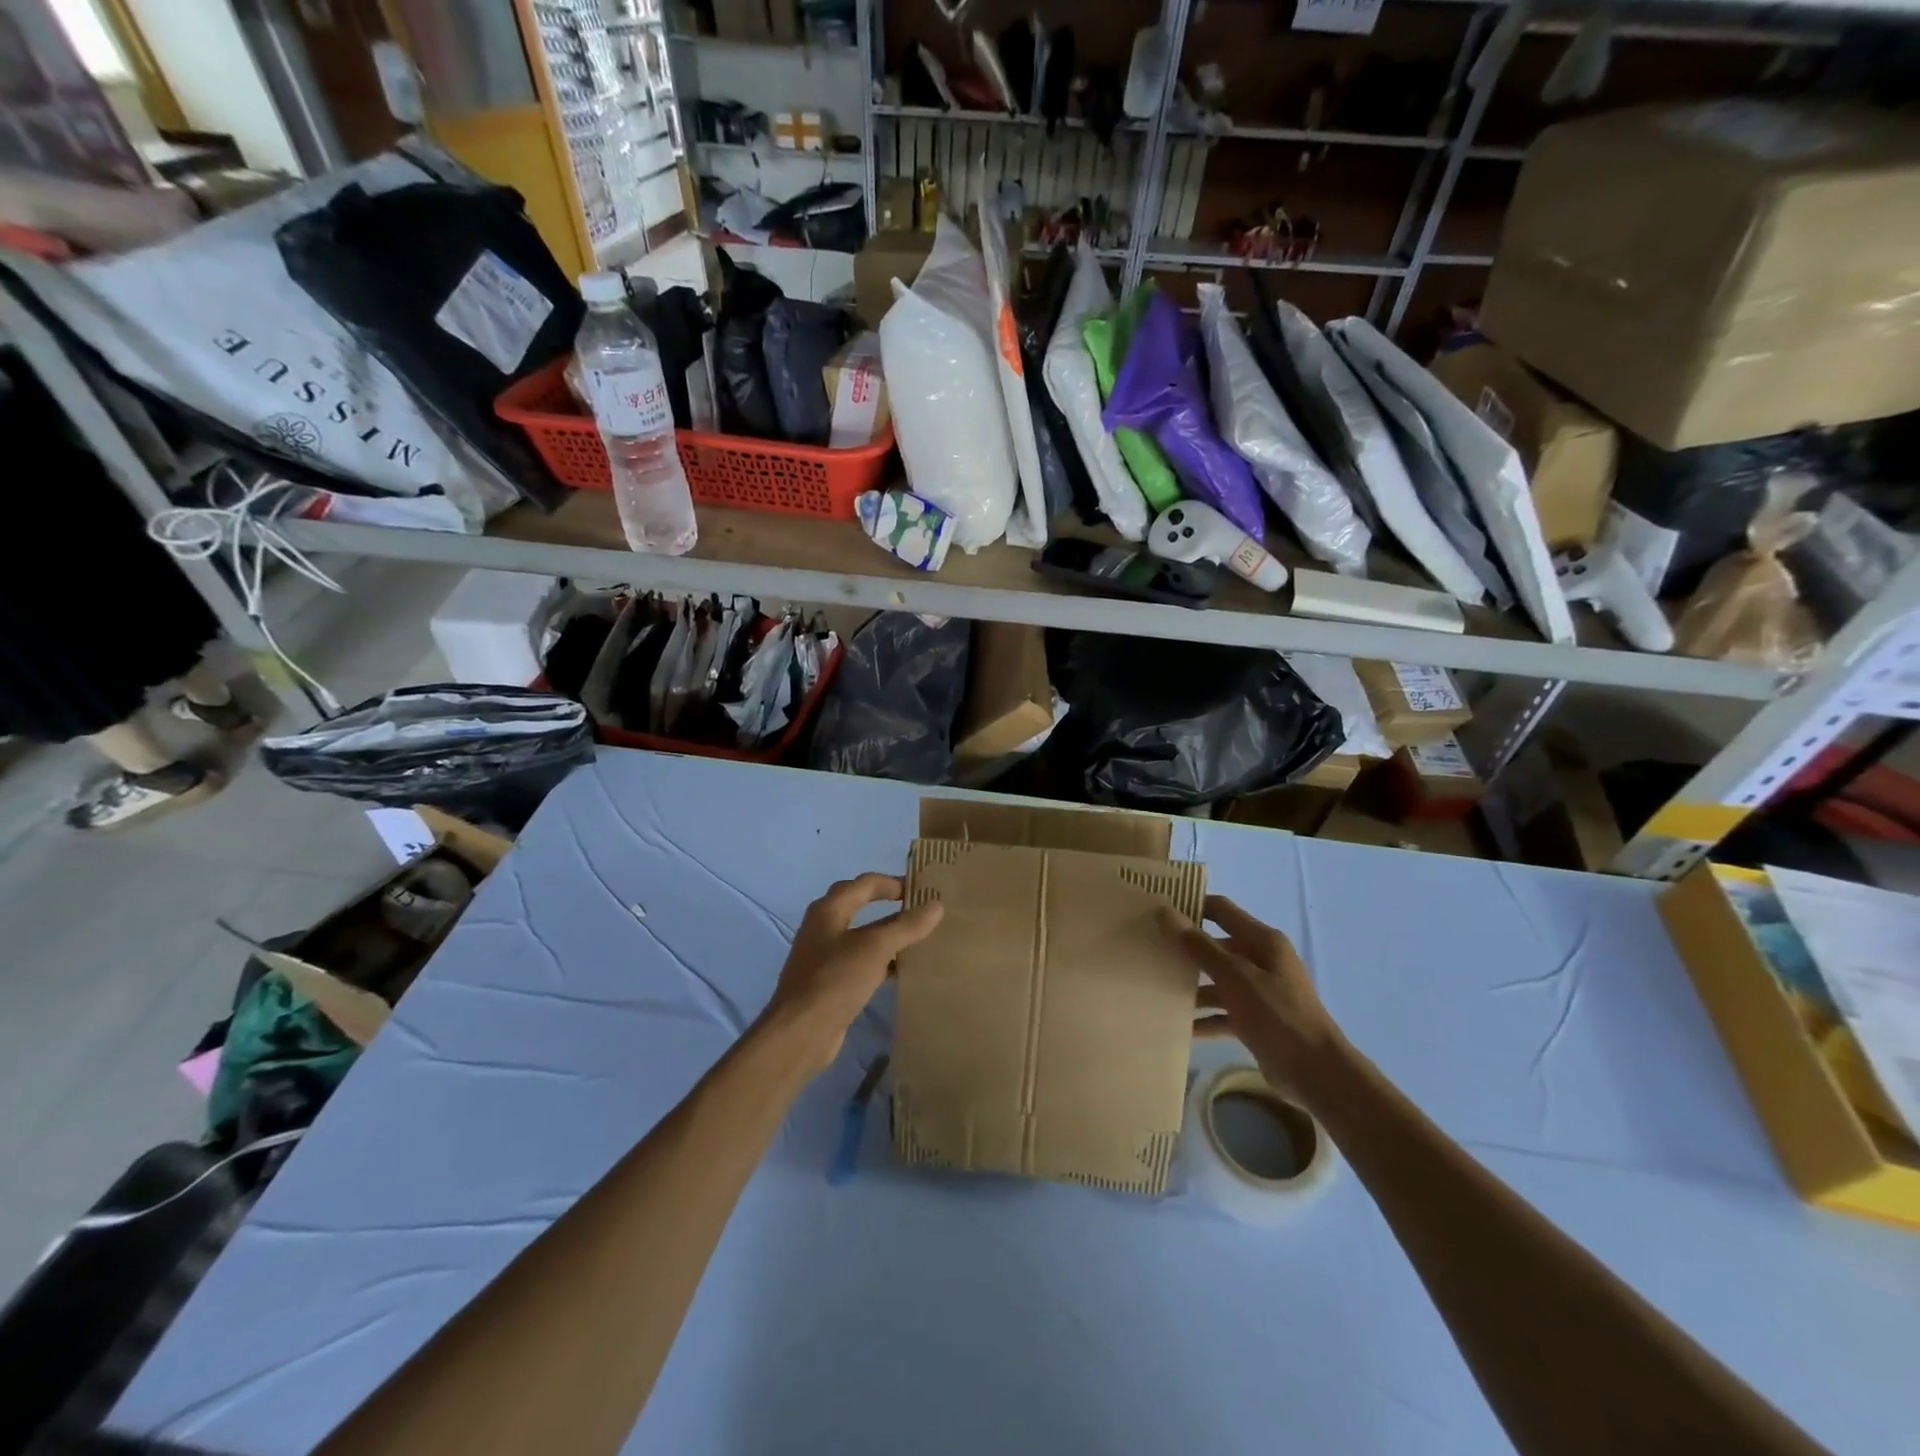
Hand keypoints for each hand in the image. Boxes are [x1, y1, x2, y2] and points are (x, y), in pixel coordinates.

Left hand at [761, 873, 943, 1071]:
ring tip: (920, 940)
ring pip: (862, 938)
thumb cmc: (835, 979)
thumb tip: (936, 905)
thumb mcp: (876, 948)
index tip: (922, 889)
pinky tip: (903, 972)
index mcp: (829, 910)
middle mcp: (823, 927)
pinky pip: (861, 963)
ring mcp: (824, 957)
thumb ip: (906, 926)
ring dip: (888, 937)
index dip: (893, 882)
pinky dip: (882, 962)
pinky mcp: (830, 983)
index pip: (865, 883)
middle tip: (922, 911)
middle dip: (891, 908)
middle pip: (861, 907)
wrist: (800, 1033)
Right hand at [1160, 895, 1341, 1084]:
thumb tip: (1165, 911)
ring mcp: (1260, 991)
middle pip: (1216, 946)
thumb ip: (1199, 945)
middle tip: (1150, 950)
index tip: (1158, 909)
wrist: (1316, 1072)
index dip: (1192, 906)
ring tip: (1157, 989)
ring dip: (1193, 986)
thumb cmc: (1277, 1014)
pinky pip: (1224, 1012)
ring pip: (1218, 980)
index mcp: (1262, 941)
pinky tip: (1181, 1026)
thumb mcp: (1234, 976)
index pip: (1221, 910)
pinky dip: (1206, 1018)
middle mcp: (1262, 960)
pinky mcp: (1257, 1020)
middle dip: (1186, 949)